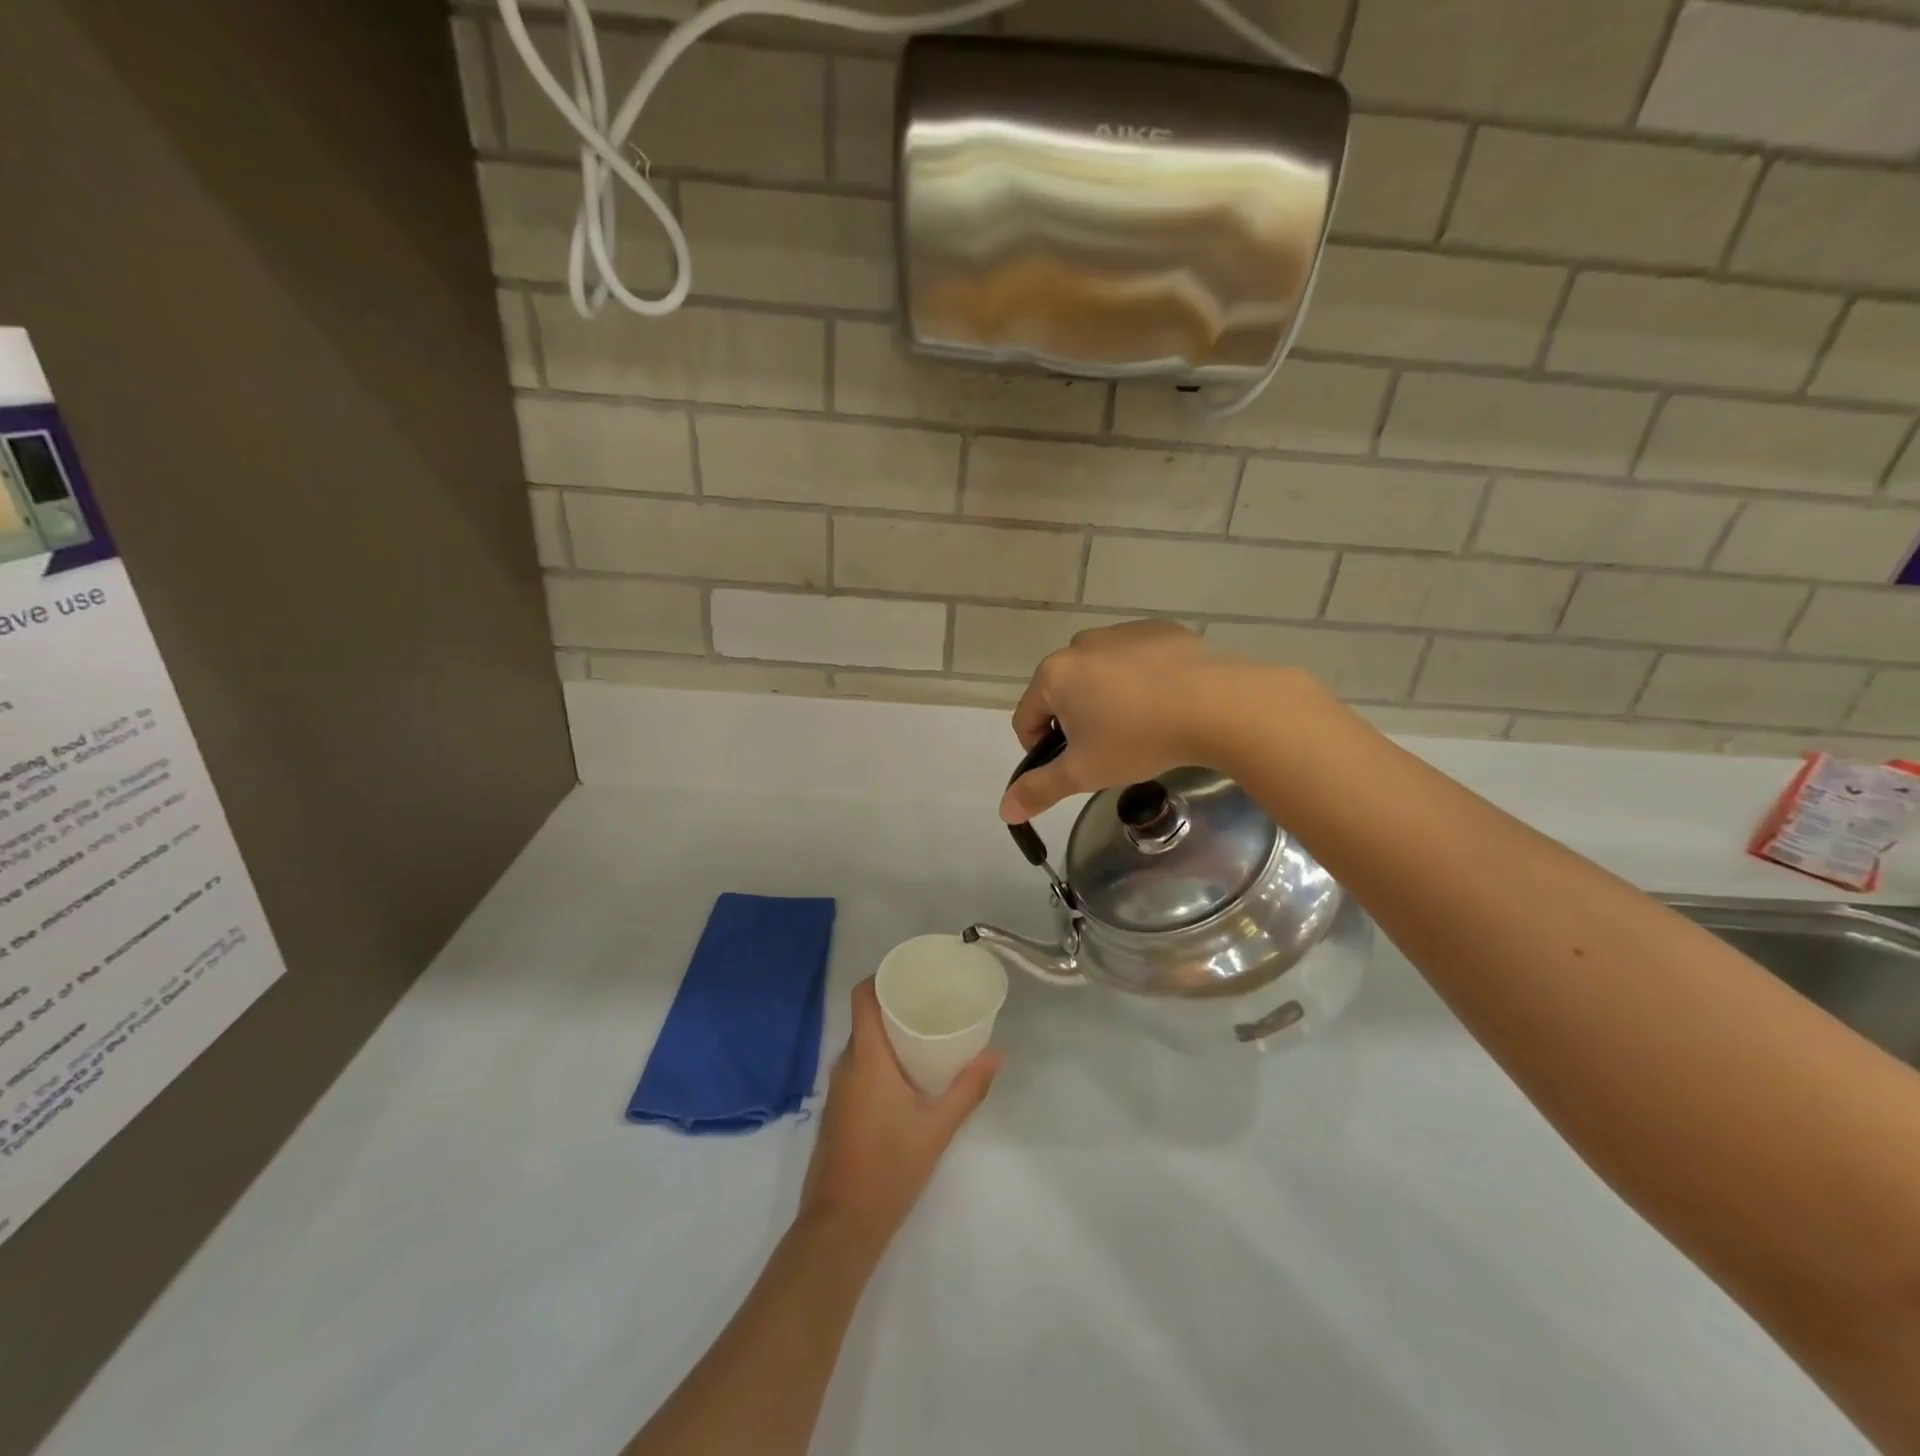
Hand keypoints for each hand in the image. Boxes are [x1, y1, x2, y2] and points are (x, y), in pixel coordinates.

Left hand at [798, 978, 1000, 1250]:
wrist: (840, 1225)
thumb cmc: (889, 1168)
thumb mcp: (938, 1127)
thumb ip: (968, 1089)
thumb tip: (997, 1055)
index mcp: (866, 1058)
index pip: (863, 997)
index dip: (882, 976)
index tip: (912, 971)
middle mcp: (846, 1065)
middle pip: (866, 1017)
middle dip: (896, 1004)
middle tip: (933, 1000)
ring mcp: (838, 1089)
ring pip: (863, 1044)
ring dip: (890, 1033)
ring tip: (927, 1032)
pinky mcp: (838, 1110)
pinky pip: (859, 1066)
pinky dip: (881, 1057)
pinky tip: (909, 1072)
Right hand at [998, 619, 1315, 822]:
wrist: (1217, 704)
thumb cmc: (1138, 738)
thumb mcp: (1084, 772)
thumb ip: (1040, 789)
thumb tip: (1004, 810)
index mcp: (1053, 675)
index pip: (1026, 719)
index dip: (1042, 750)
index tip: (1075, 767)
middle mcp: (1079, 645)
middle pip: (1062, 693)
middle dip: (1077, 722)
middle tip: (1110, 749)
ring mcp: (1120, 632)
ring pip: (1098, 675)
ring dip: (1107, 699)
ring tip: (1142, 725)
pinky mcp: (1158, 630)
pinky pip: (1135, 660)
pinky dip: (1140, 679)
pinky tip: (1166, 701)